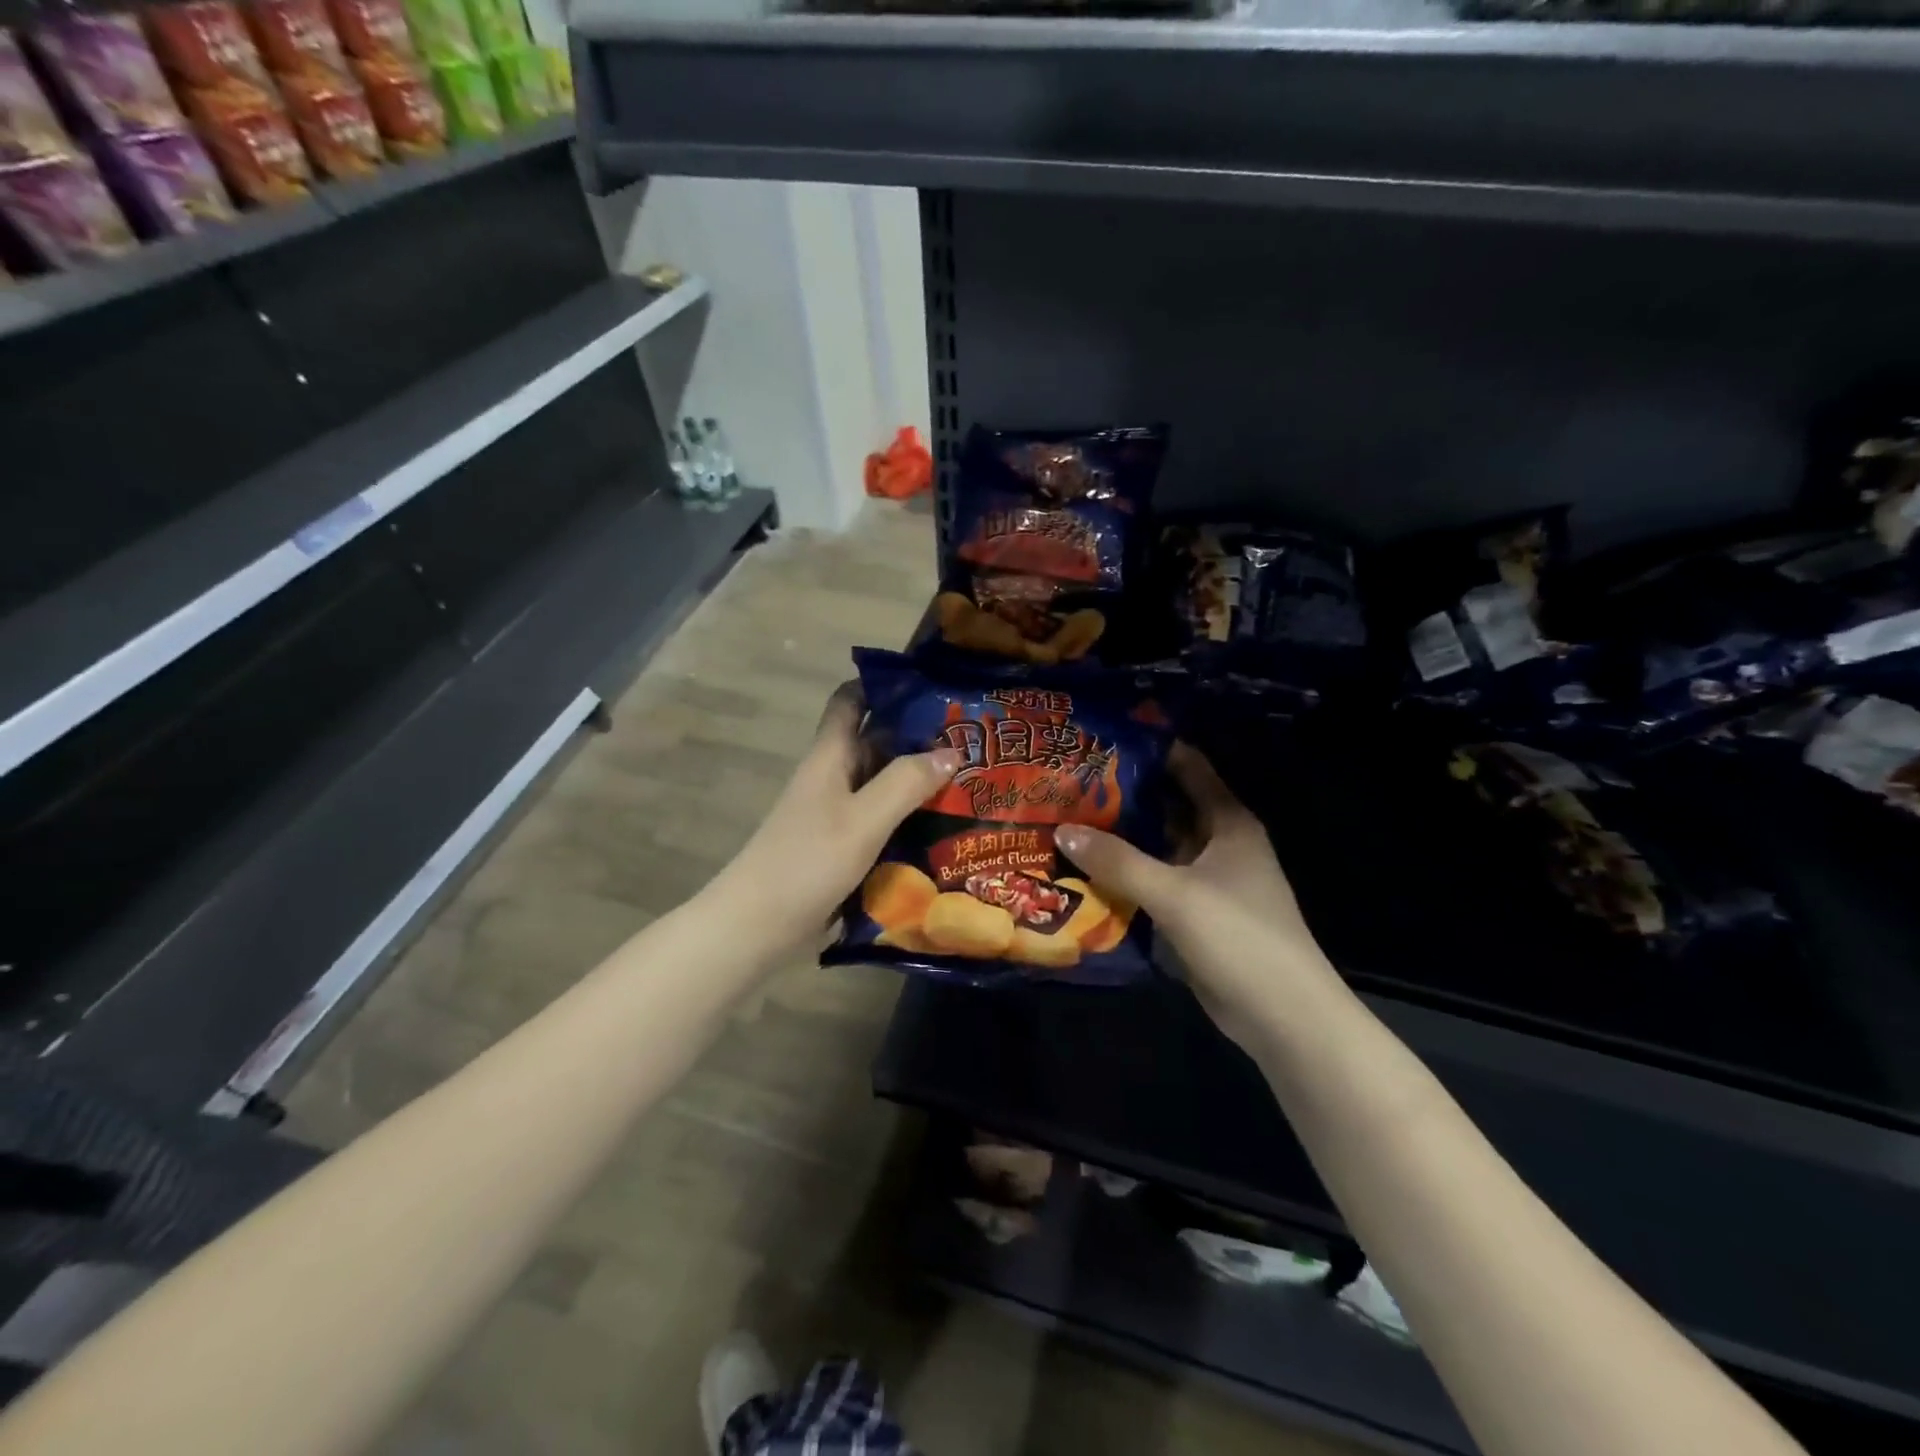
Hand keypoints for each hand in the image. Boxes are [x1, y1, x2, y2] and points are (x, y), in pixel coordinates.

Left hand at [710, 683, 958, 954]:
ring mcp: (836, 812)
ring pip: (882, 782)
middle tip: (973, 737)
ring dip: (918, 778)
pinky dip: (908, 815)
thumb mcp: (863, 819)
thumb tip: (951, 751)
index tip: (930, 684)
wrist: (758, 924)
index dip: (884, 684)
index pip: (851, 700)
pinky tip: (943, 825)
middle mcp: (833, 777)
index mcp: (830, 756)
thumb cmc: (807, 861)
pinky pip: (881, 818)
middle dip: (918, 735)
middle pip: (875, 741)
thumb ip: (905, 783)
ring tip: (971, 778)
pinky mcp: (842, 844)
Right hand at [1056, 743, 1341, 1050]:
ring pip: (1158, 848)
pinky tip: (1086, 871)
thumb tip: (1062, 830)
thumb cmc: (1239, 936)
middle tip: (1069, 783)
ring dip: (1122, 839)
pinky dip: (1127, 876)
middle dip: (1124, 796)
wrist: (1284, 1017)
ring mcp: (1208, 882)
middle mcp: (1220, 844)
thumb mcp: (1174, 893)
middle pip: (1168, 807)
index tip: (1102, 739)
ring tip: (1067, 820)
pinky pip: (1155, 883)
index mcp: (1228, 822)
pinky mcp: (1196, 915)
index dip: (1151, 751)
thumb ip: (1117, 860)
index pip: (1188, 768)